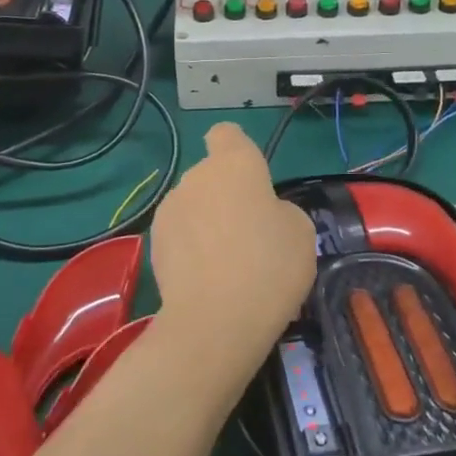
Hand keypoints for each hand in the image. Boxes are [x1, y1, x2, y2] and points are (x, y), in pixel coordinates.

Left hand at [150, 125, 314, 387]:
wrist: (214, 321)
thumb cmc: (269, 267)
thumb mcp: (301, 232)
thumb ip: (280, 211)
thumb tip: (263, 215)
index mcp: (235, 164)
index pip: (226, 134)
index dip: (236, 150)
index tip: (250, 180)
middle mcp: (196, 176)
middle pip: (211, 176)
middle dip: (226, 197)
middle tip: (250, 236)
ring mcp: (169, 209)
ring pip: (193, 206)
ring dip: (206, 224)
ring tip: (227, 265)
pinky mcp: (153, 243)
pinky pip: (179, 236)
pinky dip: (190, 249)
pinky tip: (206, 281)